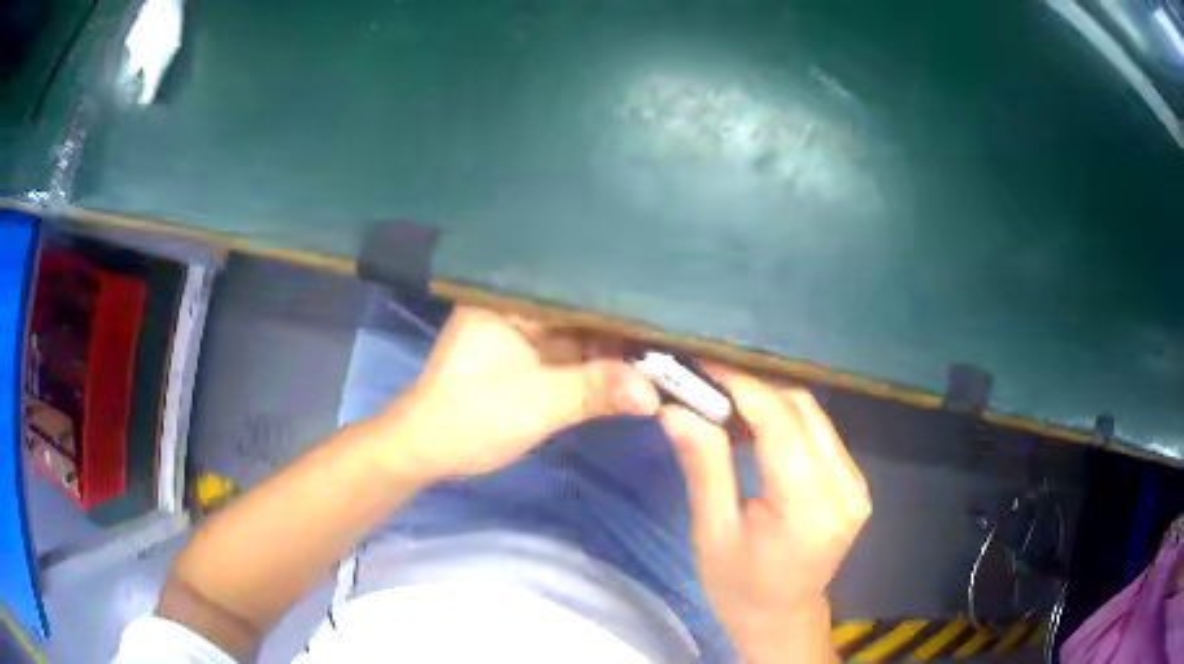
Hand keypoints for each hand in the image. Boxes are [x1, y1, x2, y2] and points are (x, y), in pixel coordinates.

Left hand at [370, 306, 659, 483]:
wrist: (429, 451)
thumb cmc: (471, 418)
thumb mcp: (537, 404)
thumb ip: (596, 390)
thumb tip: (656, 393)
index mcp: (509, 297)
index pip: (573, 283)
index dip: (618, 291)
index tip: (665, 296)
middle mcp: (519, 305)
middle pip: (582, 306)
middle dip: (623, 319)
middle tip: (677, 321)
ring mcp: (526, 332)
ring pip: (581, 330)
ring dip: (616, 343)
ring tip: (668, 339)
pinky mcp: (532, 358)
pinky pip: (574, 352)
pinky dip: (601, 363)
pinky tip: (638, 363)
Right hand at [659, 365, 870, 662]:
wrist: (781, 616)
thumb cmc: (738, 586)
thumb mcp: (712, 532)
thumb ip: (704, 465)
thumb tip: (676, 408)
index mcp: (810, 509)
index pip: (781, 423)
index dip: (740, 387)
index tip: (699, 367)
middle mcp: (845, 488)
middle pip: (802, 410)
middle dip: (752, 390)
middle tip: (705, 386)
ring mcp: (856, 484)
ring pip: (813, 415)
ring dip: (768, 402)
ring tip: (724, 403)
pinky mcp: (854, 483)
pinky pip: (820, 433)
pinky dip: (785, 420)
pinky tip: (754, 426)